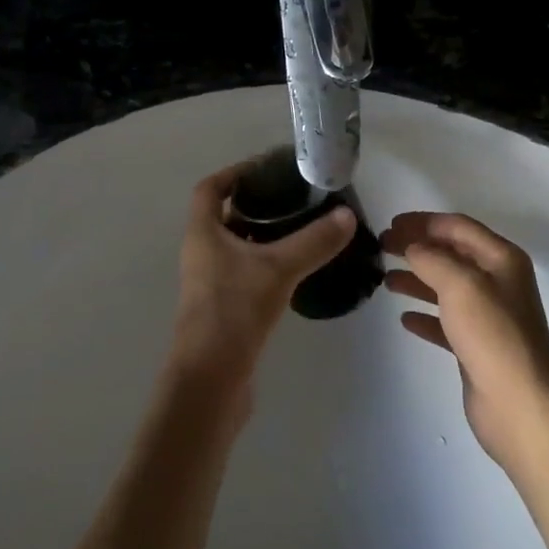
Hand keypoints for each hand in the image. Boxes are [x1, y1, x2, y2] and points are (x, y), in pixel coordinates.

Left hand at [170, 161, 355, 398]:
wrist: (210, 380)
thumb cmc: (234, 311)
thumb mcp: (278, 269)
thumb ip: (313, 241)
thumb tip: (347, 215)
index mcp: (203, 233)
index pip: (210, 189)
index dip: (234, 173)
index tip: (266, 168)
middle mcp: (201, 253)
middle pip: (224, 216)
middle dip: (256, 204)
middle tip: (294, 198)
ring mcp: (210, 283)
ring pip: (236, 246)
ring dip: (262, 235)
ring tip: (301, 229)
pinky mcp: (224, 308)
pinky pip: (244, 272)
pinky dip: (265, 263)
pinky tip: (294, 270)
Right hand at [383, 211, 548, 470]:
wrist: (521, 407)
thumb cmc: (493, 335)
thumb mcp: (460, 284)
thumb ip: (432, 258)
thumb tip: (411, 247)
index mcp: (501, 259)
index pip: (458, 226)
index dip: (423, 222)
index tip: (390, 224)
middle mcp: (498, 282)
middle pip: (451, 254)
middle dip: (417, 248)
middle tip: (382, 247)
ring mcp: (489, 316)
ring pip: (446, 287)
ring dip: (417, 279)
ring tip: (386, 280)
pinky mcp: (477, 347)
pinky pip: (446, 322)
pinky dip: (425, 316)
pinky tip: (405, 319)